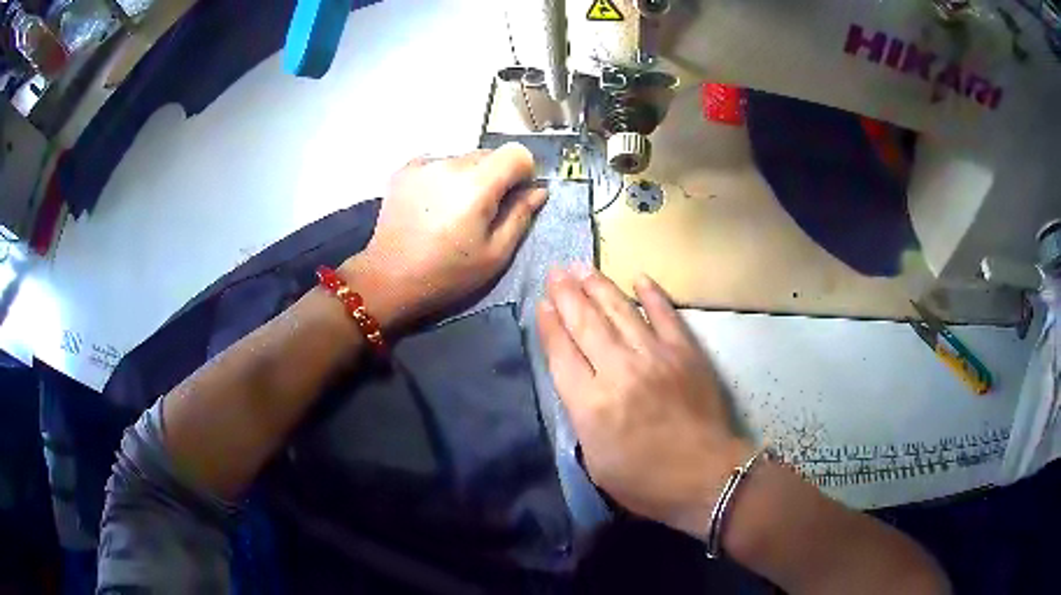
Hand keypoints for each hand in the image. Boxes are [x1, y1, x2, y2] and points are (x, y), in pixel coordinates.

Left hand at [342, 143, 546, 328]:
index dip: (523, 173)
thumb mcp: (495, 254)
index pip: (516, 153)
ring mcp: (424, 164)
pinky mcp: (405, 170)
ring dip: (468, 176)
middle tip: (484, 211)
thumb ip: (521, 215)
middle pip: (489, 155)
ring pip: (463, 158)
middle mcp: (450, 163)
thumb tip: (539, 190)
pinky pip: (438, 163)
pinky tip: (433, 204)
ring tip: (454, 210)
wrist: (389, 278)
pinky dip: (443, 177)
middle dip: (496, 177)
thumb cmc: (447, 273)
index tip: (516, 197)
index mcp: (477, 184)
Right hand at [537, 265, 752, 537]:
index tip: (542, 303)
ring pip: (620, 311)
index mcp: (591, 404)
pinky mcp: (685, 352)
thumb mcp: (595, 462)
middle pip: (586, 324)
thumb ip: (582, 417)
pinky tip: (639, 277)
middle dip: (567, 295)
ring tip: (583, 267)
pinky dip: (652, 294)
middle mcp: (618, 371)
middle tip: (555, 271)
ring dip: (599, 286)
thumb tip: (577, 381)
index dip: (549, 325)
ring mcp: (655, 356)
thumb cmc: (645, 481)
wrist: (706, 477)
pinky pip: (665, 314)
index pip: (562, 353)